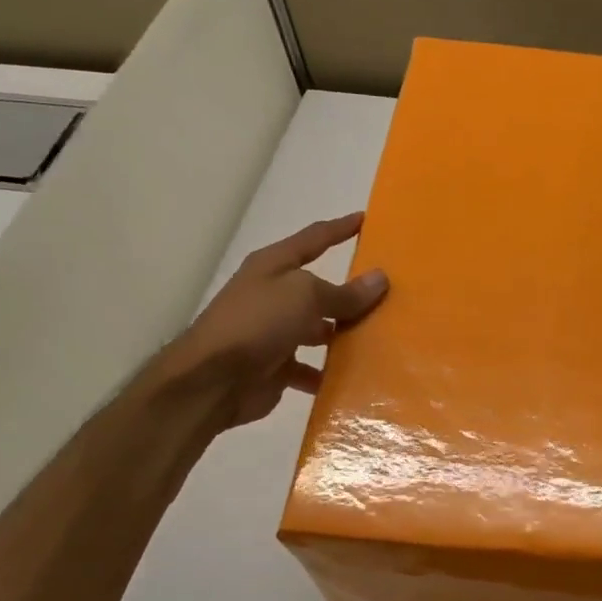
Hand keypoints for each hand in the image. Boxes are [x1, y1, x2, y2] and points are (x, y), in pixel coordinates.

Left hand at [152, 213, 387, 431]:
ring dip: (343, 335)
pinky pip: (310, 368)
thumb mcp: (305, 297)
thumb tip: (380, 279)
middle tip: (390, 293)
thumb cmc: (258, 322)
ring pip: (318, 329)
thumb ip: (344, 292)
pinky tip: (355, 377)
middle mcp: (273, 295)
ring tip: (380, 338)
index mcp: (274, 266)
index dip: (339, 229)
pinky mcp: (275, 367)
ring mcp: (273, 332)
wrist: (211, 381)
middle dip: (350, 292)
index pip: (314, 238)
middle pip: (319, 288)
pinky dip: (329, 373)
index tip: (365, 219)